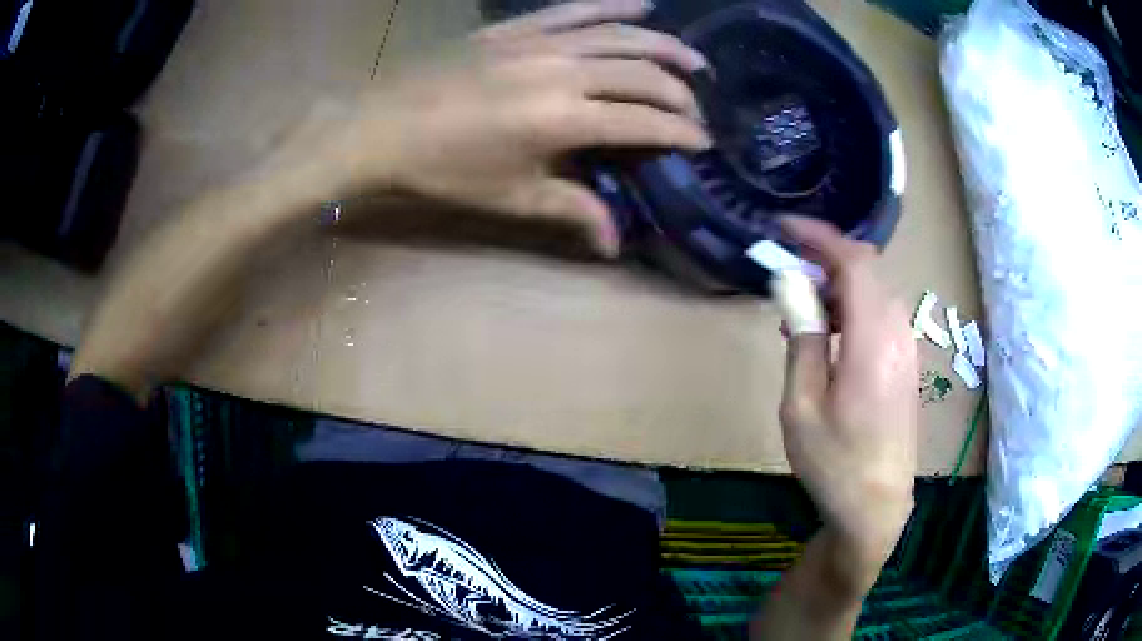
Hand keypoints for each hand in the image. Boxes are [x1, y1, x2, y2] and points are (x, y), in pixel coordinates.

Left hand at [306, 0, 711, 256]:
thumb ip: (572, 211)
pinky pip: (576, 9)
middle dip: (681, 93)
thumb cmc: (444, 170)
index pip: (644, 122)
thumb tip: (616, 245)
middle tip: (696, 110)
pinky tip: (644, 6)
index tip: (703, 142)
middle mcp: (563, 71)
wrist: (382, 127)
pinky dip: (614, 5)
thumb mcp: (511, 197)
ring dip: (665, 45)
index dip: (681, 133)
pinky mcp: (517, 27)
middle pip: (643, 74)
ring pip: (621, 35)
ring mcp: (540, 41)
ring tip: (695, 59)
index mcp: (563, 120)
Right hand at [778, 217, 917, 590]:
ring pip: (874, 293)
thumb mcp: (801, 404)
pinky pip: (880, 317)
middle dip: (825, 262)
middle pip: (866, 272)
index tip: (784, 229)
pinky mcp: (906, 363)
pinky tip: (829, 339)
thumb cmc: (834, 460)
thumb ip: (801, 338)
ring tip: (801, 314)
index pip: (854, 262)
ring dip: (837, 289)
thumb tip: (791, 286)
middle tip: (786, 280)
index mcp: (872, 339)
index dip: (819, 237)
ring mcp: (906, 348)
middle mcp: (897, 333)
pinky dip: (852, 311)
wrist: (876, 505)